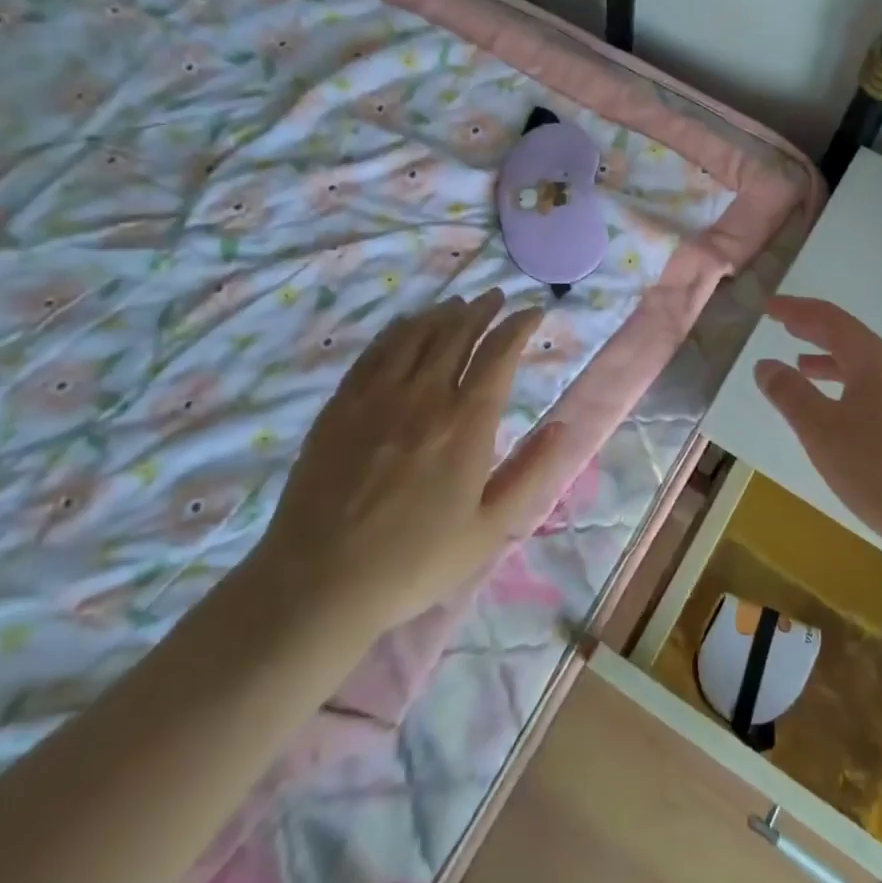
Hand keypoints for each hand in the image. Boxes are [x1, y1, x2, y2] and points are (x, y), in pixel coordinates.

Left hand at [252, 289, 570, 634]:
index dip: (518, 326)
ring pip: (417, 334)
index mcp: (466, 424)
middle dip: (483, 309)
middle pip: (458, 332)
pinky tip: (407, 326)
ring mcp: (377, 396)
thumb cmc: (414, 562)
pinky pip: (376, 350)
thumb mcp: (489, 529)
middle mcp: (424, 396)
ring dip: (443, 312)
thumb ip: (531, 473)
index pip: (498, 354)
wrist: (318, 584)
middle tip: (496, 298)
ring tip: (458, 304)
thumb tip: (562, 425)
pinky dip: (399, 329)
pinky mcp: (341, 405)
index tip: (532, 312)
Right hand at [753, 295, 881, 568]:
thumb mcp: (822, 432)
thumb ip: (791, 395)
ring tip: (802, 366)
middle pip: (850, 338)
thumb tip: (765, 364)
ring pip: (864, 367)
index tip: (768, 307)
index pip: (830, 319)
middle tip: (783, 323)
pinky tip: (839, 413)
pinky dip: (848, 387)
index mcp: (874, 361)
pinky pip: (875, 391)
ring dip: (830, 361)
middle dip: (813, 330)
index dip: (796, 310)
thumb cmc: (881, 471)